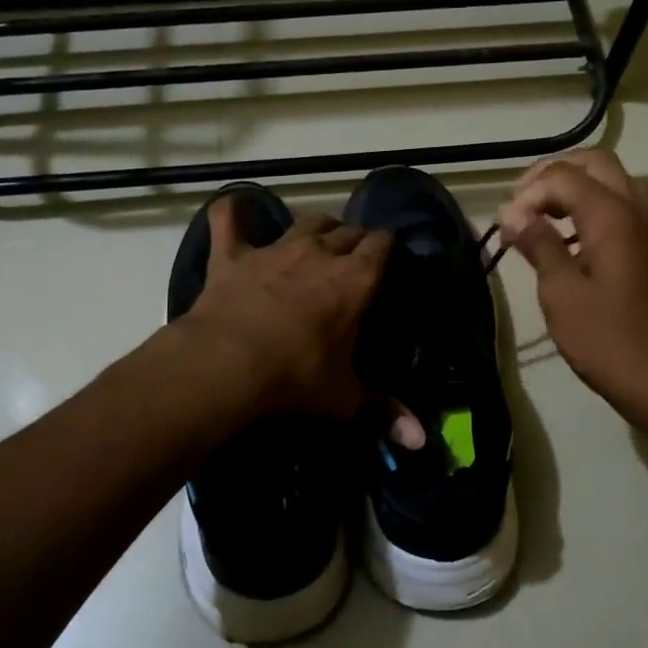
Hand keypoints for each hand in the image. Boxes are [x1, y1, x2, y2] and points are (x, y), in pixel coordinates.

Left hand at [182, 204, 392, 419]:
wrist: (227, 365)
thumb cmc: (295, 378)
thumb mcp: (344, 397)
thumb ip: (384, 411)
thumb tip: (420, 440)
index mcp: (355, 280)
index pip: (382, 245)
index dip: (386, 248)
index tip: (387, 258)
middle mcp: (319, 253)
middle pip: (347, 230)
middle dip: (354, 238)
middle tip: (353, 258)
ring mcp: (274, 249)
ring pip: (305, 220)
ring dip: (315, 226)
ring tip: (316, 238)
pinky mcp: (234, 255)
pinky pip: (229, 221)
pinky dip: (231, 213)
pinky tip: (231, 208)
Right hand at [496, 151, 647, 428]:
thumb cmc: (609, 339)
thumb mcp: (561, 293)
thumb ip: (538, 245)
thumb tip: (512, 212)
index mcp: (611, 215)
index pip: (562, 176)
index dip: (527, 194)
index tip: (505, 228)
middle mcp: (633, 211)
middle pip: (595, 163)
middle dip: (553, 174)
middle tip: (521, 202)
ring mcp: (645, 231)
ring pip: (611, 182)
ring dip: (573, 188)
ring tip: (539, 216)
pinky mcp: (646, 252)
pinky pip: (617, 208)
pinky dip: (588, 208)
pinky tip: (565, 241)